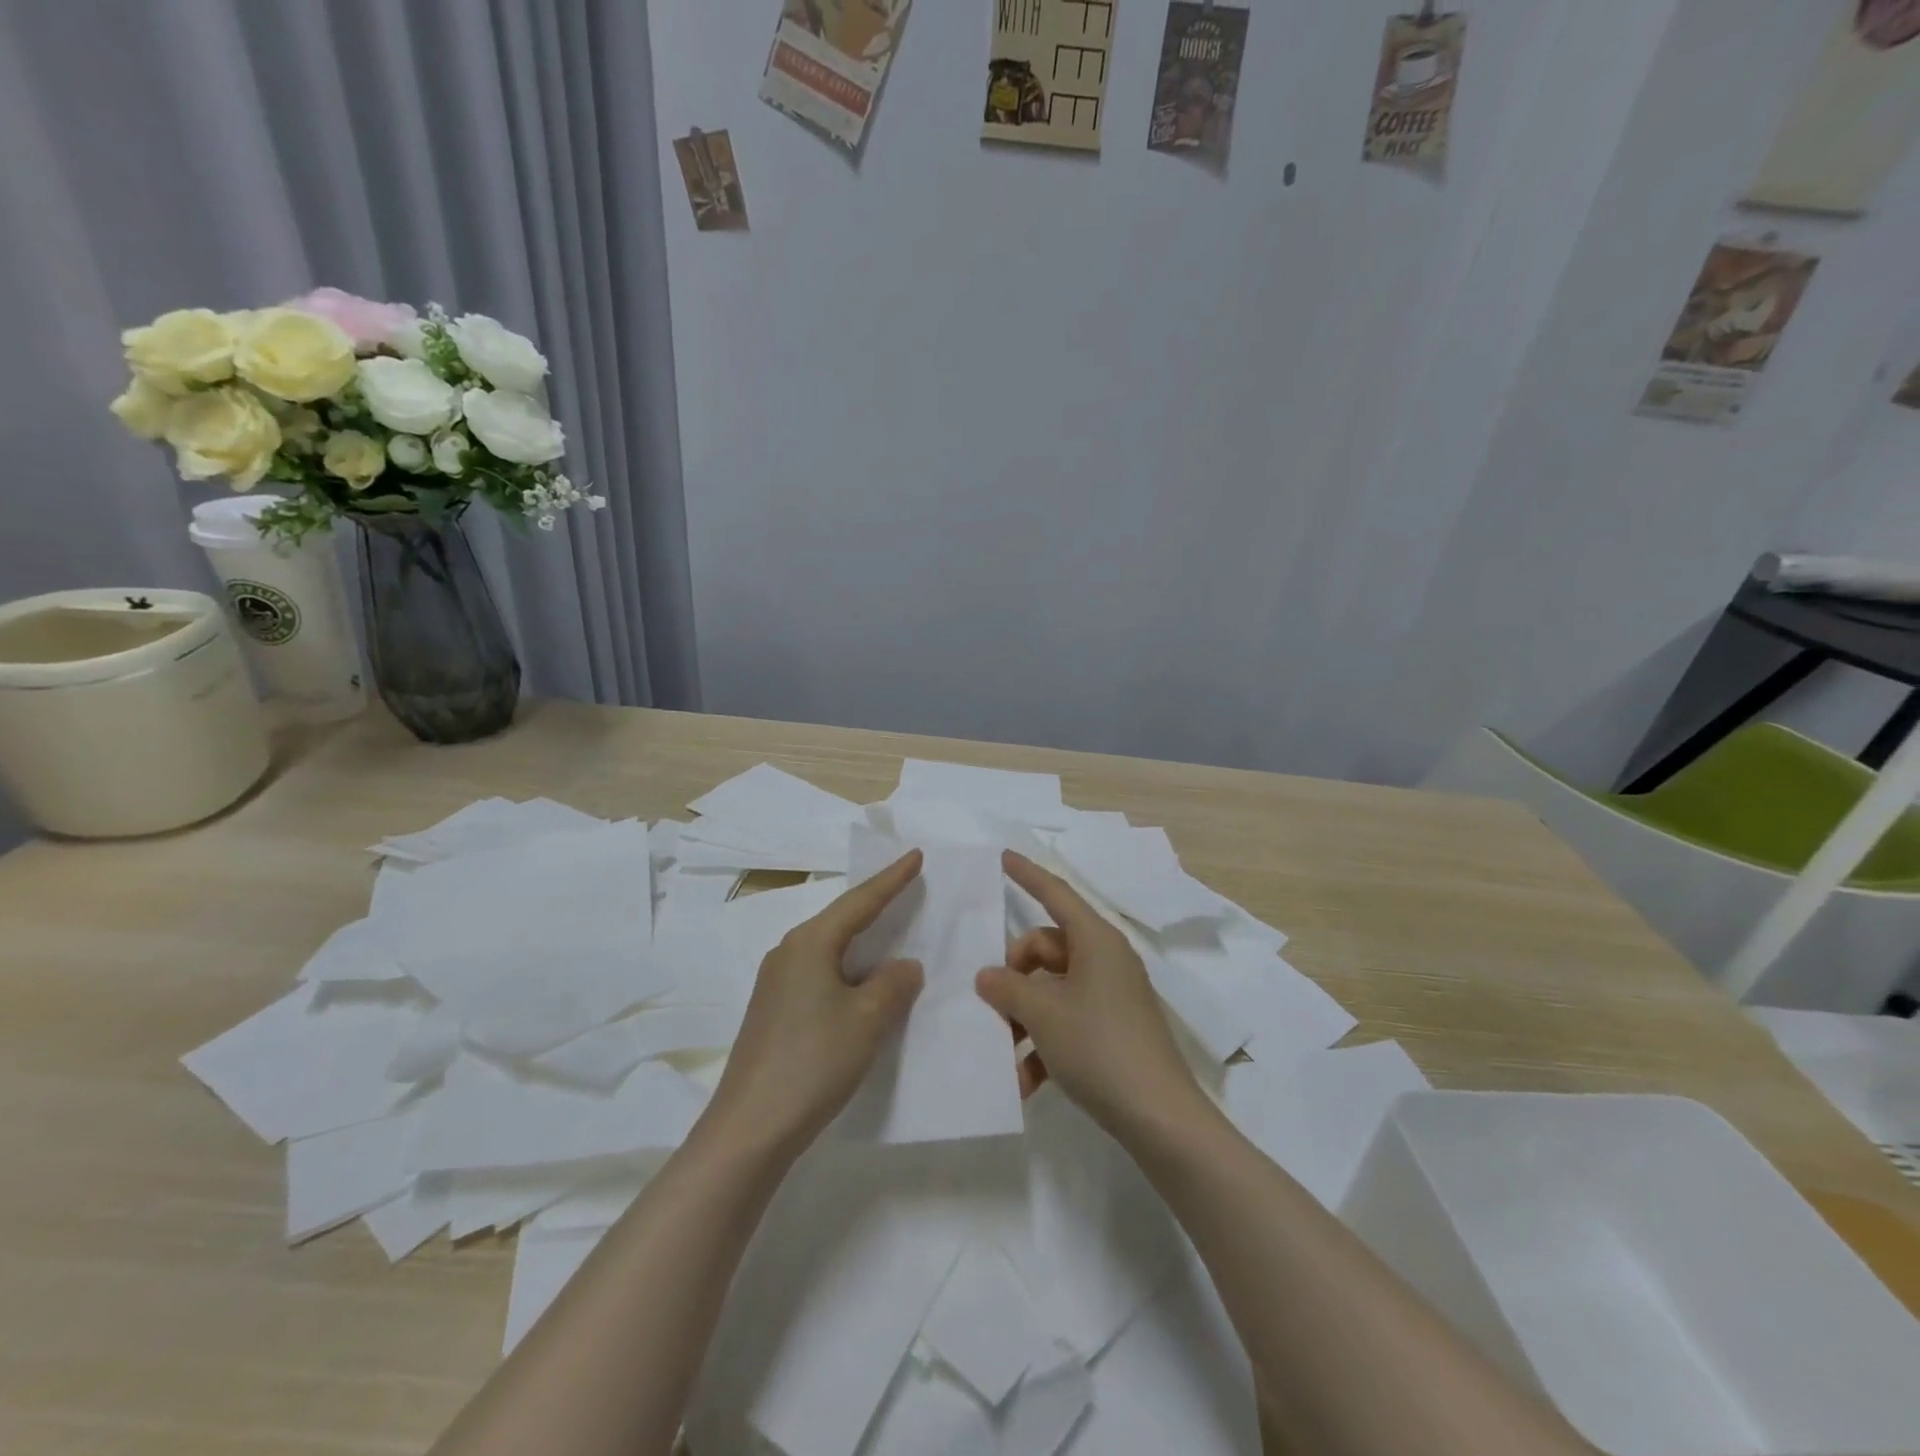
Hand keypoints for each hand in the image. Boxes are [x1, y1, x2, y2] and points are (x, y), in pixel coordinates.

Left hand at [701, 852, 925, 1158]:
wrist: (749, 1128)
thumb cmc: (813, 1062)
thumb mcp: (867, 1020)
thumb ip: (893, 984)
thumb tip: (904, 965)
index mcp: (810, 943)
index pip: (860, 901)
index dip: (892, 879)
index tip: (915, 855)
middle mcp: (788, 952)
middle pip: (840, 919)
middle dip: (876, 904)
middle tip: (908, 887)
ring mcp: (776, 983)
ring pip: (829, 948)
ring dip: (862, 941)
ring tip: (892, 933)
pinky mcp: (774, 1011)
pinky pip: (820, 973)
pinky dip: (848, 969)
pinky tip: (862, 984)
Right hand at [975, 851, 1203, 1137]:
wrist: (1161, 1118)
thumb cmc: (1099, 1048)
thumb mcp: (1044, 1014)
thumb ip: (1008, 988)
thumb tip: (988, 975)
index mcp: (1096, 940)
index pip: (1056, 893)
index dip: (1028, 874)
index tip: (1004, 855)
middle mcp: (1106, 959)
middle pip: (1046, 947)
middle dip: (1015, 974)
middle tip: (994, 1005)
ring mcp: (1112, 995)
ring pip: (1053, 988)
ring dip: (1026, 1017)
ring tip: (1006, 1054)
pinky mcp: (1114, 1028)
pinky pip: (1069, 1020)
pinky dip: (1045, 1043)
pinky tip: (1026, 1082)